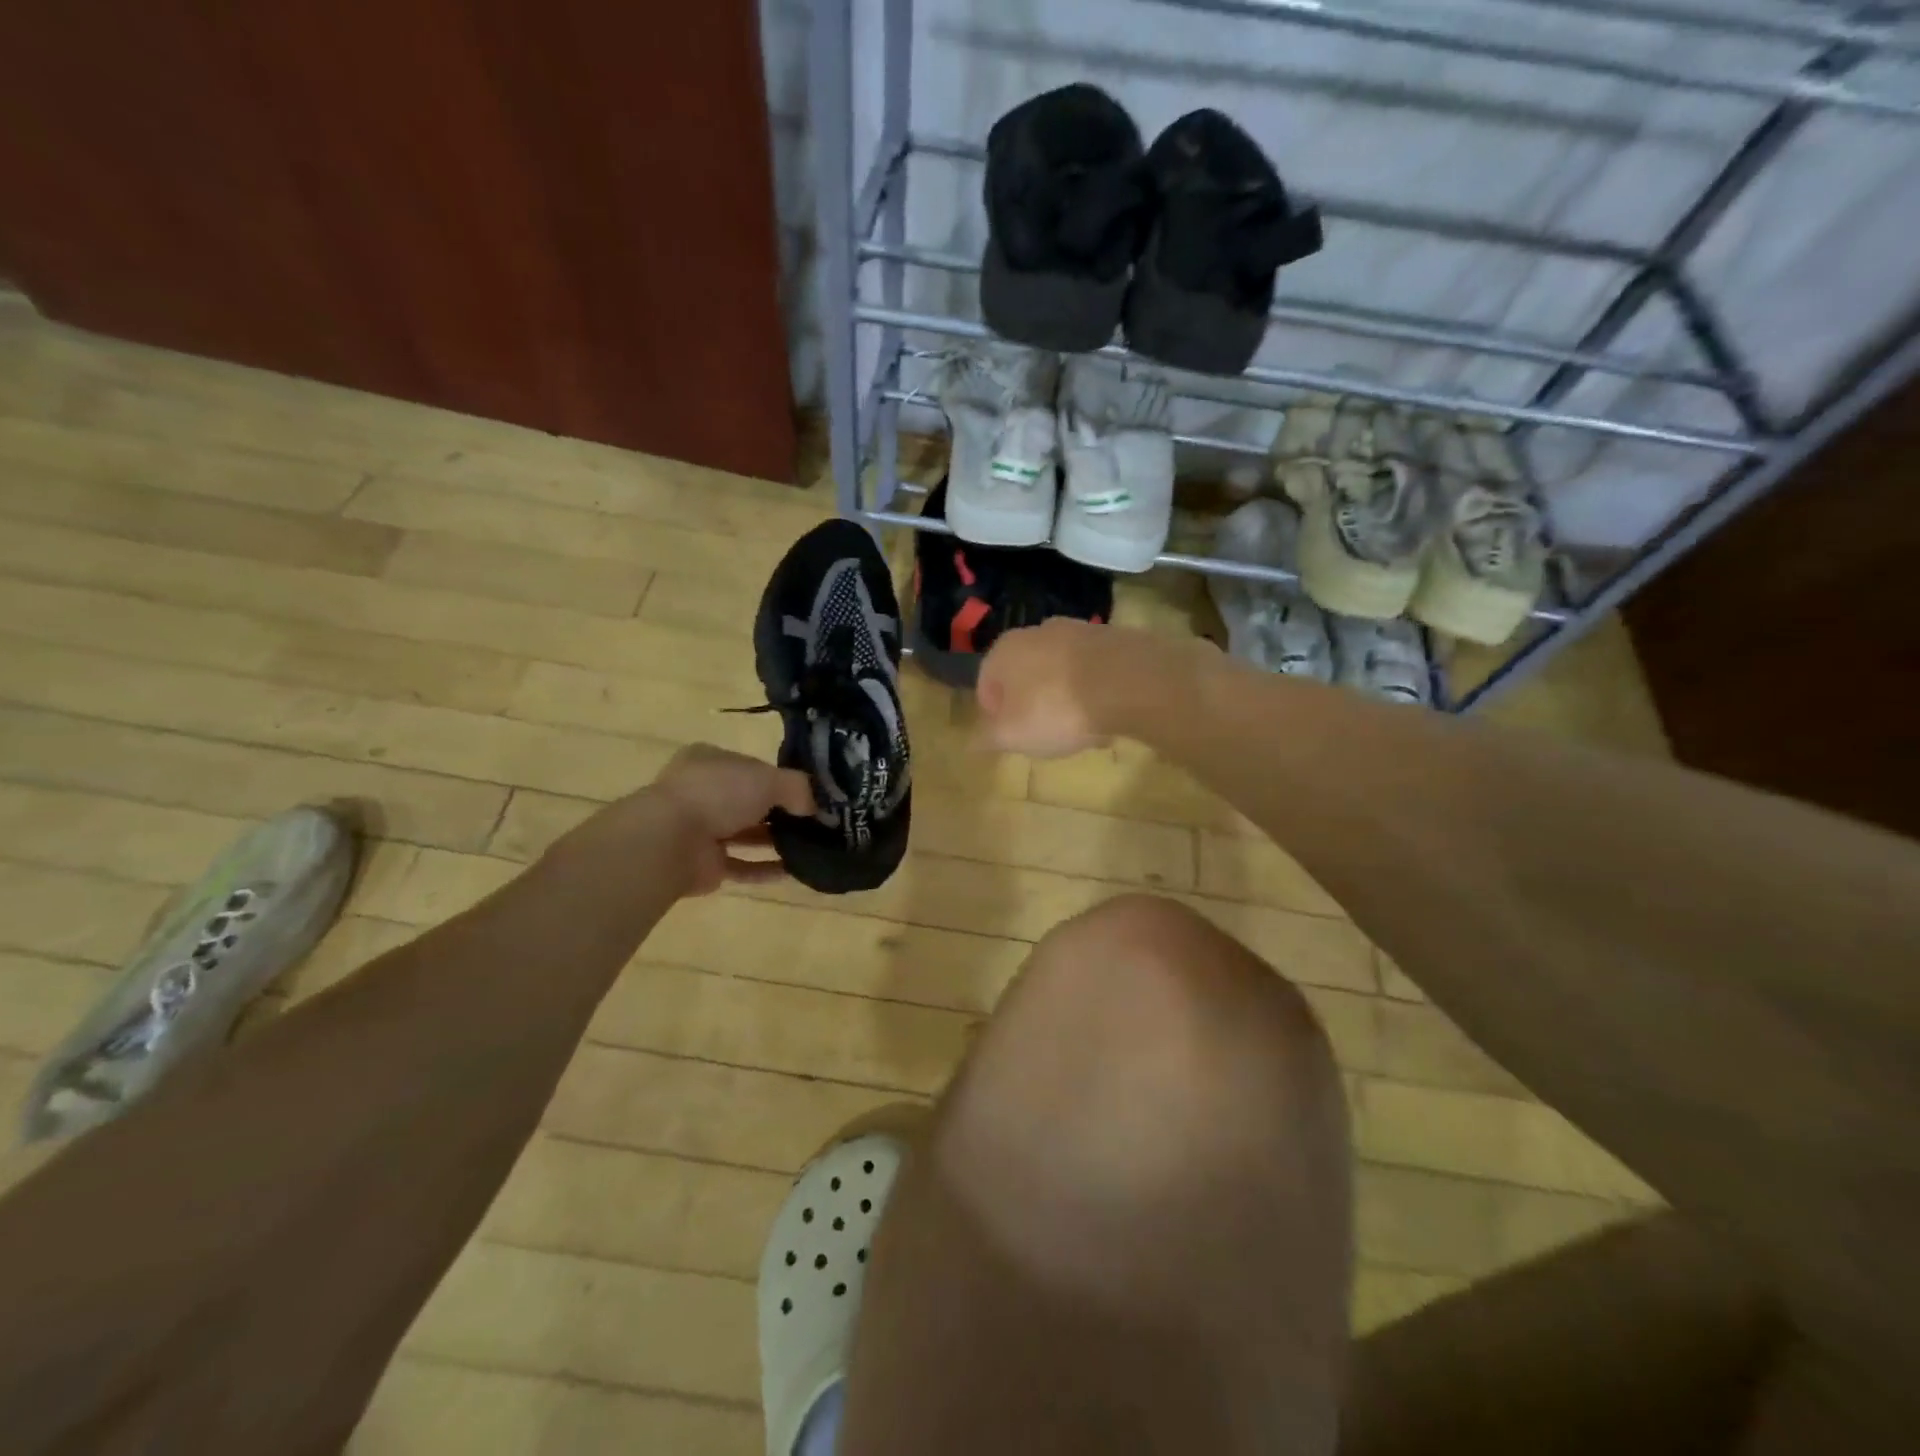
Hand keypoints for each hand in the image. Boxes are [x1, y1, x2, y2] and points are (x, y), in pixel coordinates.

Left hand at [557, 744, 813, 897]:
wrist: (670, 841)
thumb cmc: (718, 793)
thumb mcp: (768, 779)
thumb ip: (798, 789)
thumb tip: (816, 807)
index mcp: (711, 761)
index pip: (754, 767)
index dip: (783, 780)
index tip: (812, 794)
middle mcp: (703, 792)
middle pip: (751, 801)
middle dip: (782, 813)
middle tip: (819, 823)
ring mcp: (701, 829)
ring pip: (747, 834)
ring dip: (777, 841)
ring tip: (813, 847)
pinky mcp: (704, 864)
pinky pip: (742, 865)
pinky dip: (766, 868)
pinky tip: (794, 872)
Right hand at [976, 619, 1111, 758]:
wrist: (1126, 682)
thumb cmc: (1056, 709)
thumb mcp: (1012, 735)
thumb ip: (989, 738)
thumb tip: (973, 741)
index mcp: (1003, 651)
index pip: (987, 684)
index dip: (995, 715)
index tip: (1011, 738)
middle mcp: (1036, 632)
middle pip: (1025, 675)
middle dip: (1031, 704)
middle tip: (1045, 734)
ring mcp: (1076, 631)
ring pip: (1060, 671)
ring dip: (1064, 697)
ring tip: (1080, 728)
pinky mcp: (1111, 638)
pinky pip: (1092, 670)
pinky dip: (1093, 690)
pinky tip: (1106, 715)